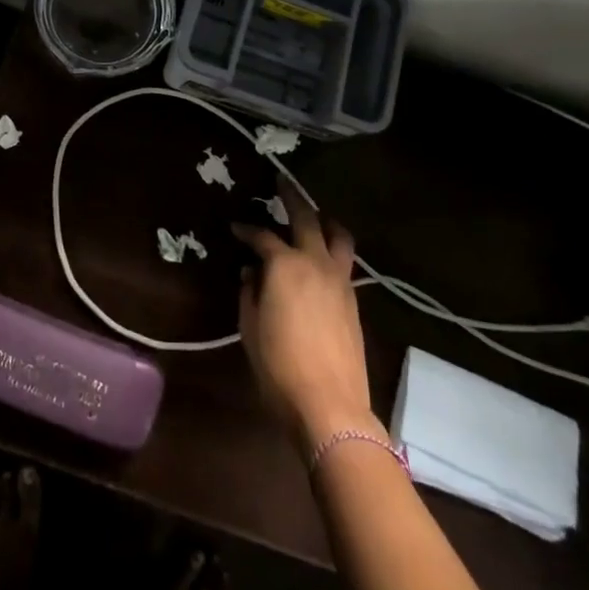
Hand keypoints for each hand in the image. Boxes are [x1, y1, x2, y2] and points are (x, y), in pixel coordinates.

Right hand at [233, 181, 375, 459]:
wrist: (330, 406)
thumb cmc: (279, 367)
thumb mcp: (250, 328)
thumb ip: (250, 293)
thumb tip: (252, 273)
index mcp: (285, 265)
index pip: (262, 236)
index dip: (246, 229)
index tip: (235, 227)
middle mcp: (315, 263)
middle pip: (306, 219)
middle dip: (292, 197)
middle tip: (281, 182)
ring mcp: (340, 281)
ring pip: (338, 237)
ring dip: (324, 221)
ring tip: (315, 217)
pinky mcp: (353, 301)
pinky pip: (344, 262)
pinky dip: (332, 250)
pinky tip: (321, 260)